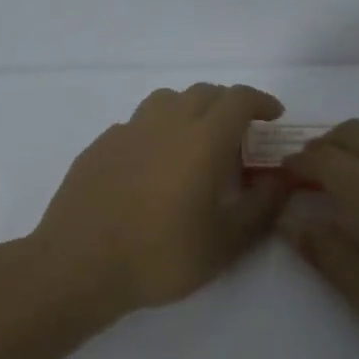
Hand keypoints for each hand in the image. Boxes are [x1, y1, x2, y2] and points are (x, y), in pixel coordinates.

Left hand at [28, 83, 289, 315]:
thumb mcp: (224, 243)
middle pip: (204, 93)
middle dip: (228, 105)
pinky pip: (138, 123)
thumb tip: (280, 179)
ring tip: (196, 141)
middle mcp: (166, 122)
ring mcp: (128, 130)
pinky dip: (157, 130)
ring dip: (190, 109)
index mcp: (202, 139)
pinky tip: (153, 164)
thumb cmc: (159, 256)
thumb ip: (261, 207)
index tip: (273, 117)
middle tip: (240, 135)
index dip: (261, 102)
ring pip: (167, 100)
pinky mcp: (100, 145)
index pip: (239, 99)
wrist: (78, 265)